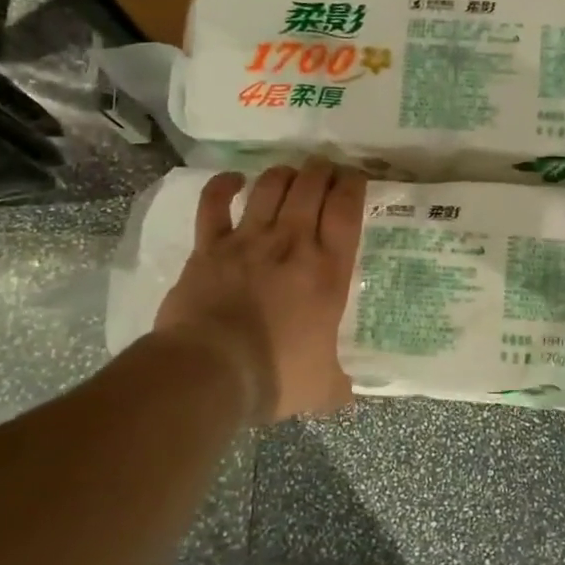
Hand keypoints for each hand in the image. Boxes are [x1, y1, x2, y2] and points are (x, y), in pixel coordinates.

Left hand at [154, 161, 365, 422]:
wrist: (211, 370)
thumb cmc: (276, 375)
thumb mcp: (322, 388)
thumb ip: (339, 386)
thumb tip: (348, 394)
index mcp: (327, 271)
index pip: (346, 210)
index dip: (353, 185)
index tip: (355, 177)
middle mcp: (292, 243)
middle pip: (310, 186)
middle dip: (321, 170)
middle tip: (326, 171)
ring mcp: (248, 240)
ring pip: (270, 186)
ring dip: (283, 174)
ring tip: (290, 175)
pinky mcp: (209, 246)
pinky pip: (214, 203)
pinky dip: (223, 185)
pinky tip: (233, 180)